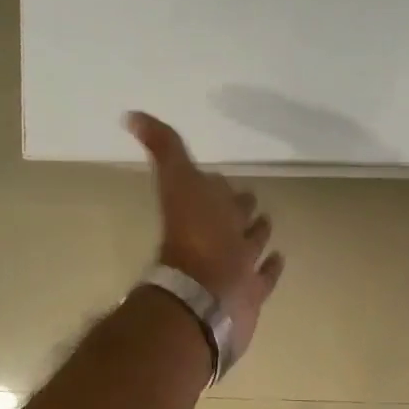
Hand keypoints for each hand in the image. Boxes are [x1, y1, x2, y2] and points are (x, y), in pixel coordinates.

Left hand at [128, 112, 283, 356]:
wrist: (208, 293)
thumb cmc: (198, 235)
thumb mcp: (180, 181)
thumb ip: (164, 149)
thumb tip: (130, 115)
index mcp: (202, 210)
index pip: (212, 191)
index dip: (216, 184)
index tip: (221, 177)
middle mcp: (218, 238)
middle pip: (232, 217)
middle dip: (240, 208)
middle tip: (249, 198)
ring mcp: (236, 266)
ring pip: (250, 245)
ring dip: (258, 233)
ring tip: (267, 222)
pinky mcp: (252, 291)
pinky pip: (264, 276)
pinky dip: (271, 267)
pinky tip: (279, 257)